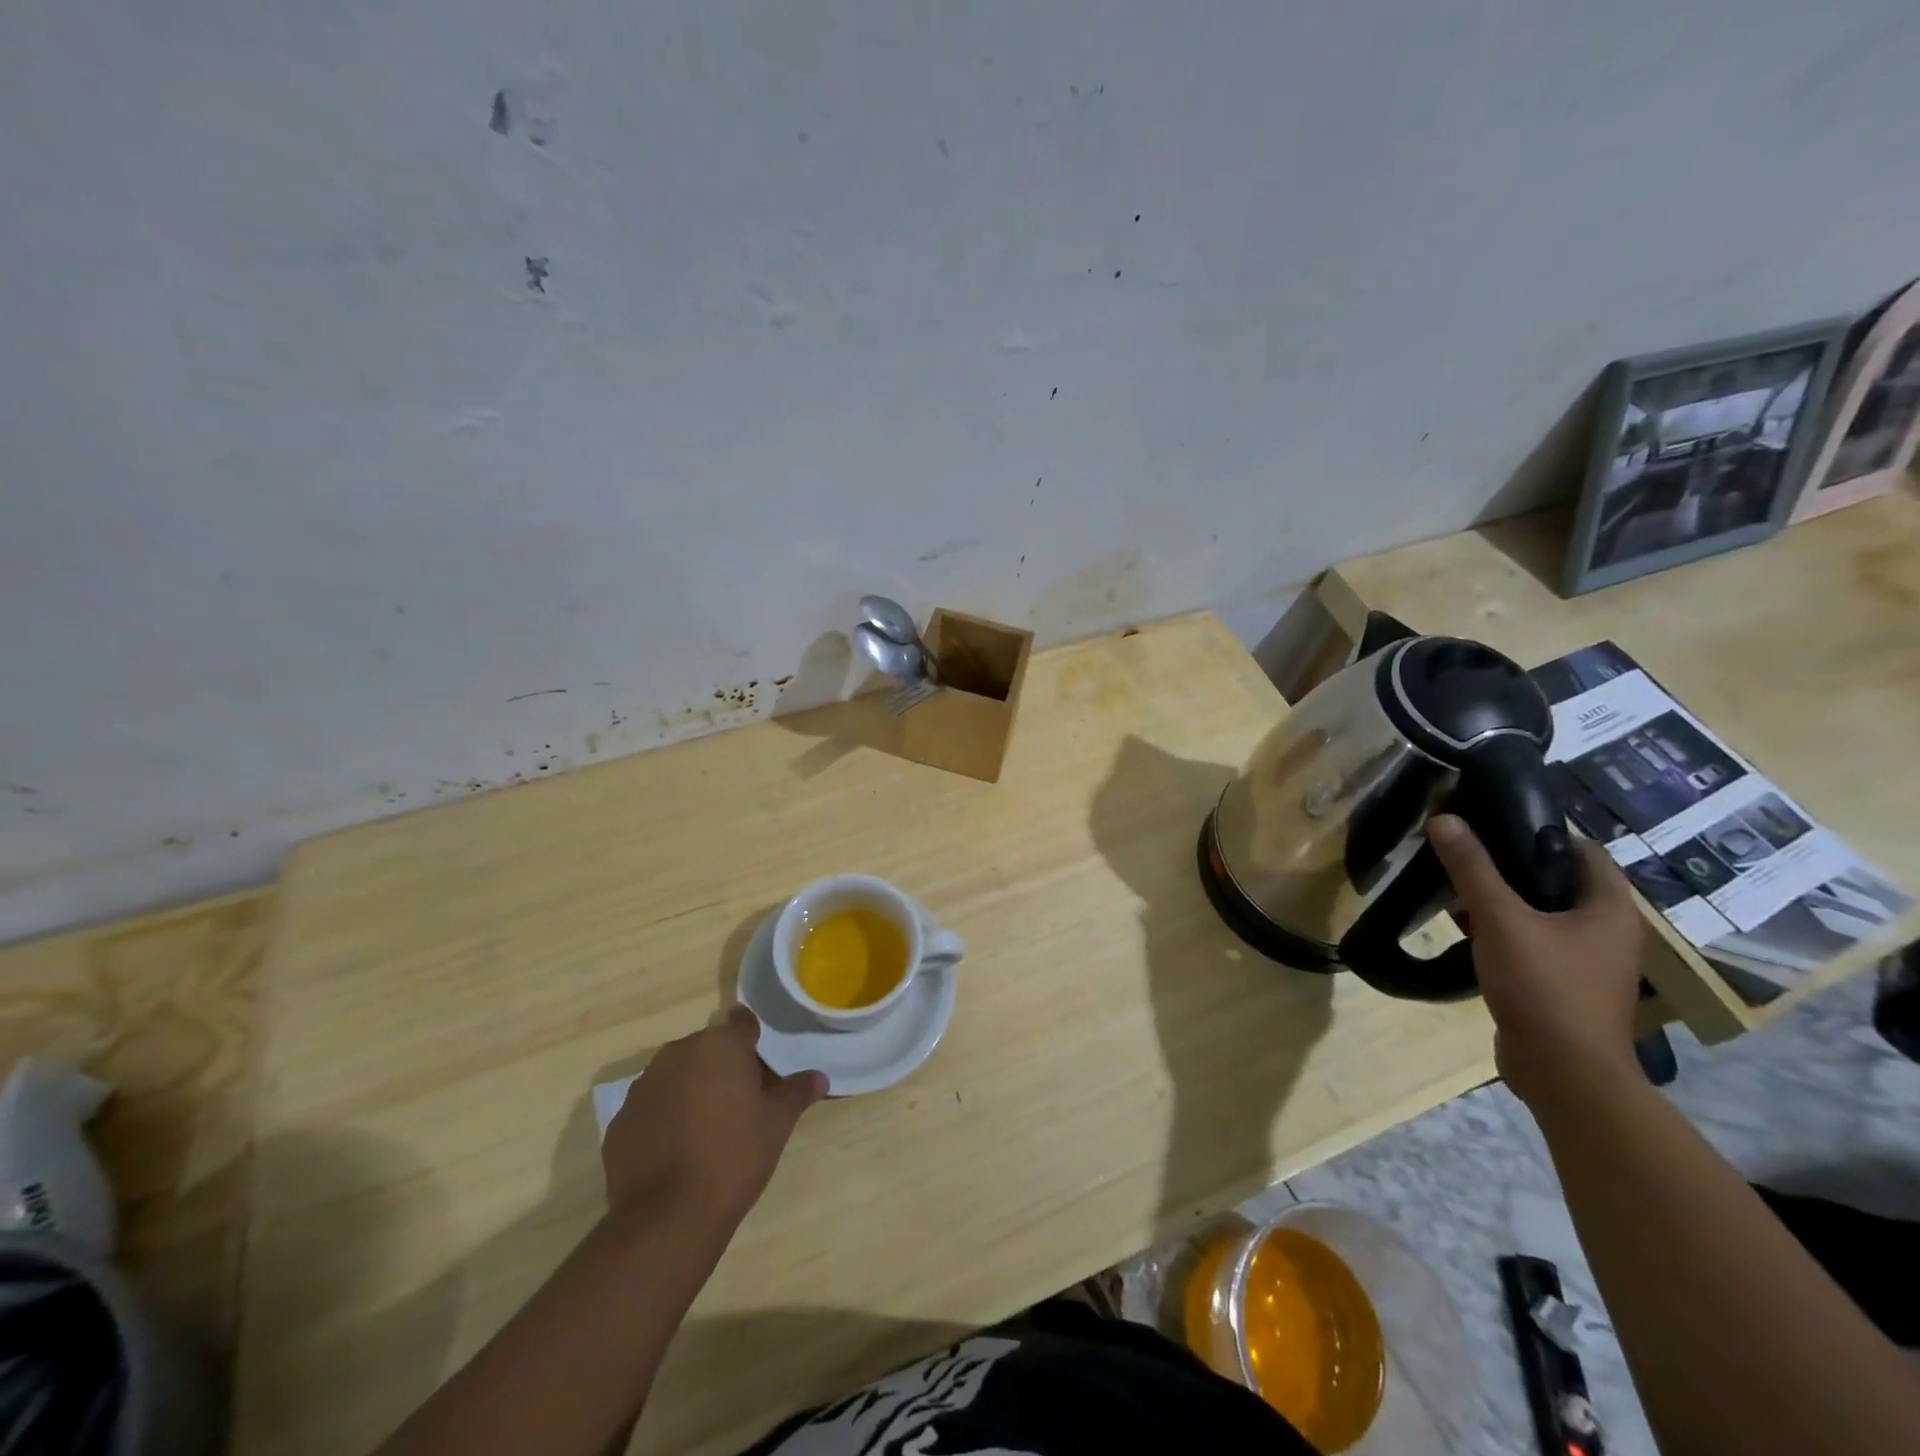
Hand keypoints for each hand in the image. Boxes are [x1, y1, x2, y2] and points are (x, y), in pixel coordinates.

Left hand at [603, 1006, 827, 1227]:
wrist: (668, 1216)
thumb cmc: (734, 1156)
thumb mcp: (777, 1124)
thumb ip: (797, 1092)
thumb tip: (819, 1077)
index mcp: (720, 1045)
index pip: (743, 1024)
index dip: (753, 1042)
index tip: (761, 1066)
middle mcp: (679, 1053)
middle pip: (708, 1049)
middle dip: (722, 1067)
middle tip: (739, 1103)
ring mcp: (644, 1085)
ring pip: (676, 1075)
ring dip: (691, 1089)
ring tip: (706, 1128)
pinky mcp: (620, 1120)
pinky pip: (651, 1106)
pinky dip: (664, 1117)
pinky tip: (676, 1150)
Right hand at [1427, 814, 1644, 1108]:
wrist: (1564, 1073)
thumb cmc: (1545, 986)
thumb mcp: (1500, 919)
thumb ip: (1472, 868)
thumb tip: (1445, 819)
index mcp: (1609, 909)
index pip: (1583, 850)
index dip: (1541, 831)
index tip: (1493, 821)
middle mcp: (1607, 931)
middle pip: (1557, 881)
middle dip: (1510, 866)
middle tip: (1465, 852)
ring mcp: (1587, 962)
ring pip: (1541, 914)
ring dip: (1502, 900)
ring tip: (1456, 888)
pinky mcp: (1563, 985)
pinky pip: (1532, 943)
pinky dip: (1502, 931)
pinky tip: (1466, 930)